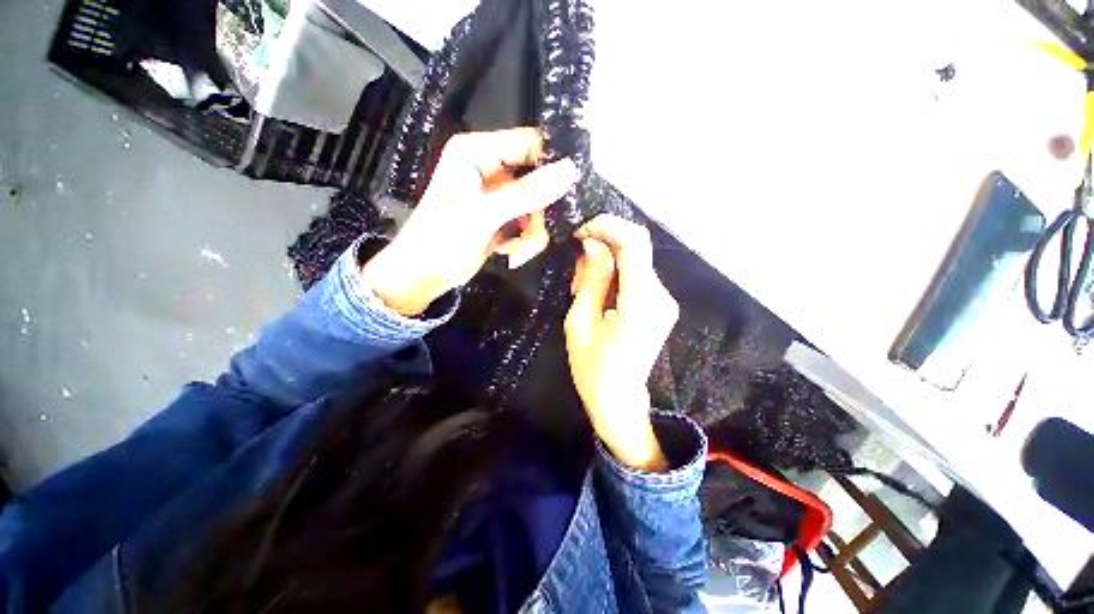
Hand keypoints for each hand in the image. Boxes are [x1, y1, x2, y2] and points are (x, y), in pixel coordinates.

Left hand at [362, 128, 578, 315]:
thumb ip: (527, 193)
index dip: (551, 166)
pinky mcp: (502, 216)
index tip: (565, 195)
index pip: (529, 143)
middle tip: (531, 236)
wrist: (424, 275)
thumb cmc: (442, 241)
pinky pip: (529, 223)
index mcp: (477, 153)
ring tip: (515, 252)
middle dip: (538, 214)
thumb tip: (569, 170)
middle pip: (538, 180)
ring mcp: (498, 194)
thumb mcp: (485, 215)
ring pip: (537, 207)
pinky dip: (524, 241)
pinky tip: (509, 253)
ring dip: (531, 233)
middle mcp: (489, 168)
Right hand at [564, 215, 678, 470]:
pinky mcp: (661, 305)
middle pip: (635, 248)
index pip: (634, 242)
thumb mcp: (580, 322)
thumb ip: (590, 279)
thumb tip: (593, 244)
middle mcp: (661, 296)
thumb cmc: (592, 368)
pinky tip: (597, 297)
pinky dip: (614, 276)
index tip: (581, 232)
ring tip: (582, 291)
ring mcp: (664, 301)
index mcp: (641, 302)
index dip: (608, 226)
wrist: (619, 401)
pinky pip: (636, 276)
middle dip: (602, 248)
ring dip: (605, 265)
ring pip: (634, 261)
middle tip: (576, 274)